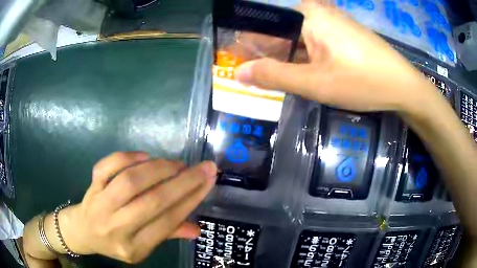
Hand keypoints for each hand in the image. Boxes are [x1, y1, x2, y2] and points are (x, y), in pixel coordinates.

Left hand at [59, 152, 216, 263]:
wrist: (82, 231)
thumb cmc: (115, 242)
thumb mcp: (141, 248)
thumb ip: (168, 236)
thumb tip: (197, 229)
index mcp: (134, 247)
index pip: (167, 222)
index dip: (190, 200)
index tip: (208, 181)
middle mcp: (117, 227)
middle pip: (153, 202)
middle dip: (183, 182)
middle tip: (203, 168)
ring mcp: (101, 204)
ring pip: (130, 182)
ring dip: (158, 169)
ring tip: (177, 164)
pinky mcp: (91, 186)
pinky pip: (106, 167)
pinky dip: (126, 158)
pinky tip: (144, 156)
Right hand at [235, 1, 433, 112]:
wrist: (403, 87)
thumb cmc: (362, 81)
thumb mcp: (315, 83)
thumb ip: (274, 76)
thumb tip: (239, 73)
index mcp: (308, 14)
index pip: (266, 24)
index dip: (250, 45)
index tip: (240, 63)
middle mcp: (318, 12)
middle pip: (283, 32)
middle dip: (269, 54)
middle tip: (257, 77)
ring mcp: (333, 22)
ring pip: (299, 39)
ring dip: (287, 58)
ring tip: (277, 80)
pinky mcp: (343, 34)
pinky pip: (315, 43)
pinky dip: (305, 58)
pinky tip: (303, 74)